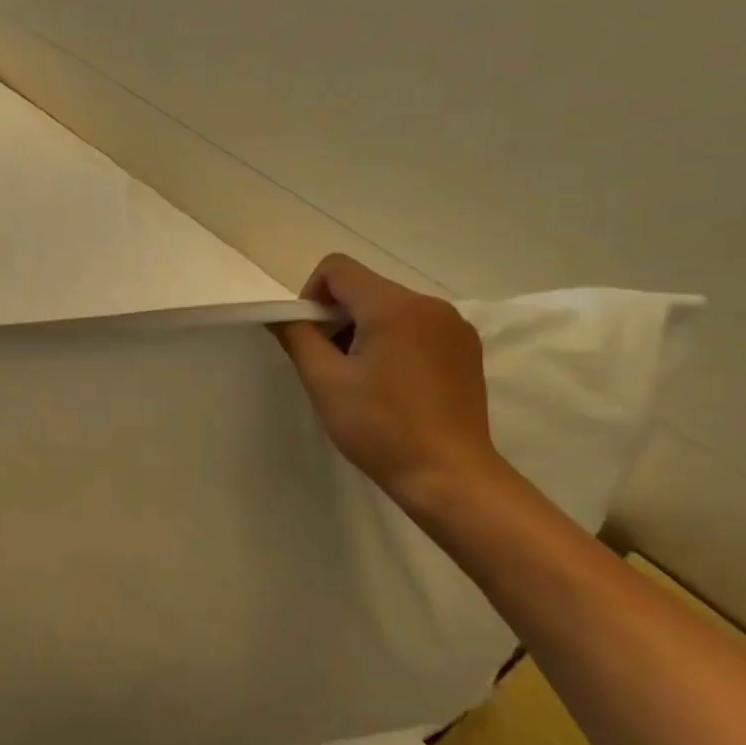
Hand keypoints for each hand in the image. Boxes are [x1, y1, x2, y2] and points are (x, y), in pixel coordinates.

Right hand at [273, 255, 501, 508]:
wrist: (449, 476)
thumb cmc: (380, 428)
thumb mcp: (325, 382)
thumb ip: (297, 337)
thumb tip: (279, 315)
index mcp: (394, 306)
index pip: (337, 269)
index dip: (311, 296)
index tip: (310, 337)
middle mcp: (430, 304)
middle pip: (365, 288)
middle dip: (338, 317)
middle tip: (330, 365)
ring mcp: (454, 326)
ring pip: (391, 308)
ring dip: (365, 330)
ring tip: (362, 379)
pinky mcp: (466, 348)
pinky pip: (418, 326)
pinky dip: (395, 342)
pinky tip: (393, 384)